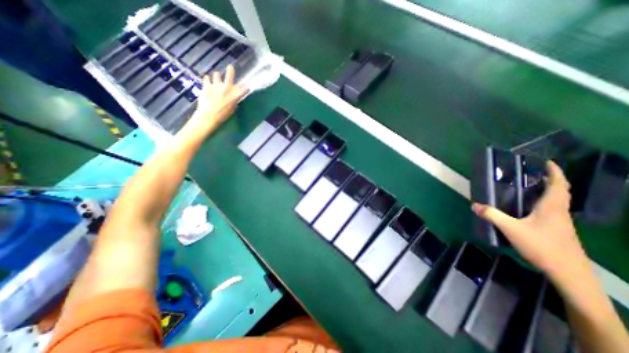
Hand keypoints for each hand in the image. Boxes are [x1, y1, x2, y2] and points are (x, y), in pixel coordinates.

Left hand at [179, 65, 247, 137]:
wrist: (209, 115)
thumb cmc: (223, 115)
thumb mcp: (232, 110)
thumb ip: (234, 102)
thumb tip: (234, 98)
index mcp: (235, 95)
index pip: (244, 89)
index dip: (246, 87)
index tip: (247, 87)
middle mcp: (227, 88)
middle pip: (230, 75)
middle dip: (230, 70)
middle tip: (230, 67)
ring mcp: (216, 85)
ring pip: (217, 74)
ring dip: (217, 76)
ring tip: (216, 77)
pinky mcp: (206, 85)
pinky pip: (206, 78)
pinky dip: (207, 79)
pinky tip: (207, 81)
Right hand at [472, 161, 590, 280]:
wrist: (568, 273)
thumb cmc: (542, 246)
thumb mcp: (511, 229)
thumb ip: (492, 215)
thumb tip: (474, 205)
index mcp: (552, 207)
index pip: (558, 185)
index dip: (555, 172)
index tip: (548, 162)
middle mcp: (559, 212)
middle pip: (560, 192)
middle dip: (552, 180)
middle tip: (535, 173)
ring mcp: (561, 223)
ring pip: (558, 202)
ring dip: (549, 192)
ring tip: (531, 188)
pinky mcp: (559, 231)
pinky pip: (553, 211)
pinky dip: (545, 204)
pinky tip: (531, 209)